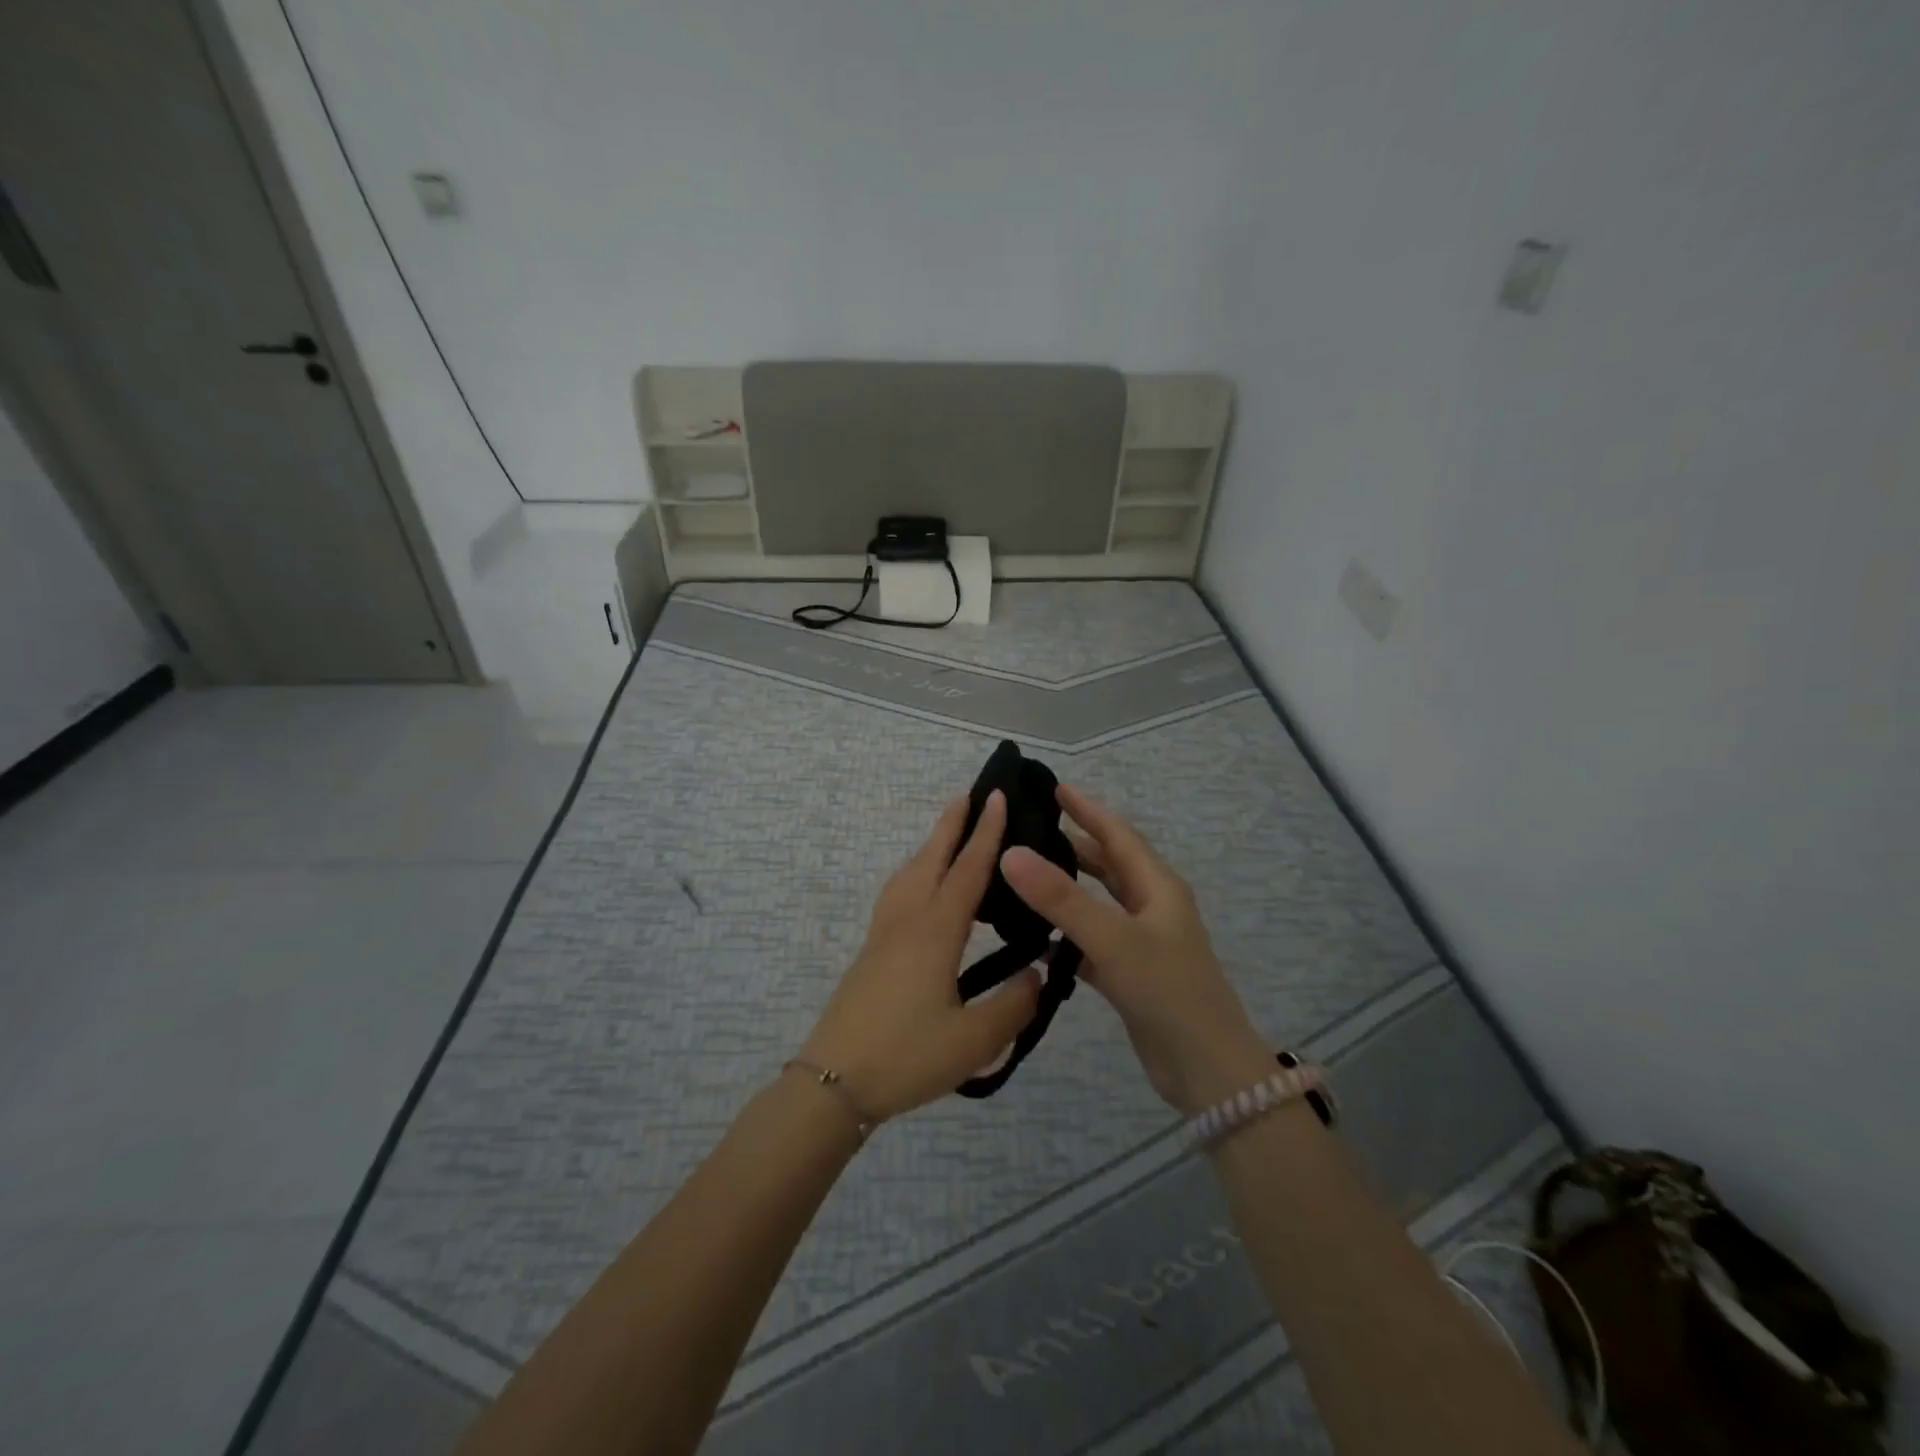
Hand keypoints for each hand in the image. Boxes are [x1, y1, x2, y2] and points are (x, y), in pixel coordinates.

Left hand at [799, 792, 1041, 1121]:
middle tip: (969, 795)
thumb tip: (1037, 974)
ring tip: (948, 835)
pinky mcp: (872, 951)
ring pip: (909, 873)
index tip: (995, 797)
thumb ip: (1013, 1005)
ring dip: (931, 846)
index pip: (967, 870)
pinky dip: (915, 873)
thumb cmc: (907, 1057)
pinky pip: (898, 893)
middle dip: (951, 824)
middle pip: (931, 859)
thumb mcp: (973, 1041)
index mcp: (936, 932)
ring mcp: (884, 934)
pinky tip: (921, 891)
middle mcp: (908, 920)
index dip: (985, 833)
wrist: (833, 1082)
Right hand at [1000, 785, 1272, 1114]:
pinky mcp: (1130, 975)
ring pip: (1098, 903)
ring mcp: (1141, 942)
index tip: (1054, 788)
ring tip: (1024, 878)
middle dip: (1073, 845)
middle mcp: (1151, 907)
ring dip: (1067, 890)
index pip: (1117, 834)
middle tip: (1029, 832)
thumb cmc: (1168, 991)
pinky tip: (1035, 940)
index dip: (1087, 809)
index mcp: (1157, 886)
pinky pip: (1091, 942)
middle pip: (1107, 865)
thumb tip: (1011, 853)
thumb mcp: (1113, 939)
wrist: (1208, 1070)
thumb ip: (1062, 898)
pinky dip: (1066, 936)